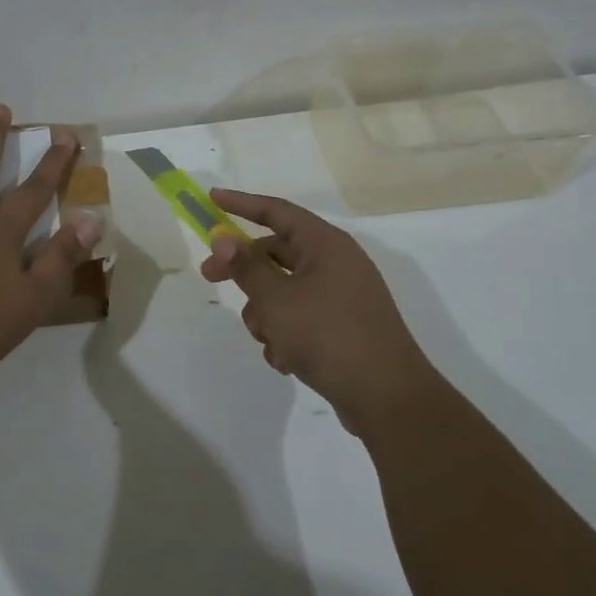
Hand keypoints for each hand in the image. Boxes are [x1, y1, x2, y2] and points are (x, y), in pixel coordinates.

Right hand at [199, 189, 434, 434]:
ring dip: (266, 313)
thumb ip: (246, 267)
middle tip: (209, 277)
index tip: (211, 198)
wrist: (387, 397)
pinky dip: (286, 335)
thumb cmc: (328, 335)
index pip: (277, 211)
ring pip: (284, 291)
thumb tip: (225, 238)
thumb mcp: (277, 299)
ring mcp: (341, 296)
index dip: (242, 203)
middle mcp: (335, 264)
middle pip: (276, 253)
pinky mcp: (342, 327)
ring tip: (269, 339)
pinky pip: (300, 318)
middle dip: (244, 271)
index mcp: (326, 245)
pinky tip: (286, 360)